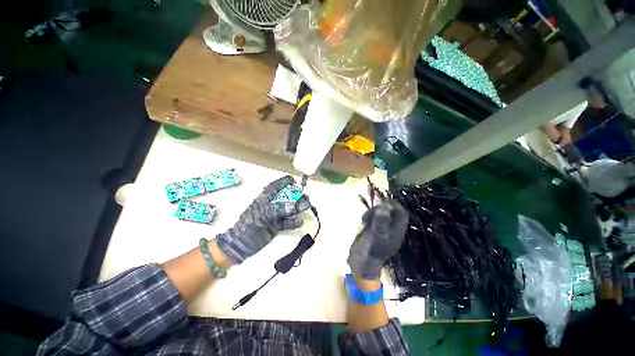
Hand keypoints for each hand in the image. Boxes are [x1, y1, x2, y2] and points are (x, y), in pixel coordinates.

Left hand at [216, 175, 309, 263]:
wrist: (241, 244)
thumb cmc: (249, 225)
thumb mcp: (262, 214)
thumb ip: (278, 209)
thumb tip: (293, 206)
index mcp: (264, 199)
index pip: (274, 187)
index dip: (283, 182)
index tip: (294, 180)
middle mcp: (270, 205)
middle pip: (285, 198)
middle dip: (296, 196)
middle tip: (306, 196)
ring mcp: (274, 216)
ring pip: (288, 209)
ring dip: (298, 207)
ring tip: (307, 206)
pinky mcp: (276, 227)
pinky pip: (287, 222)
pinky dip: (293, 222)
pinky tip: (300, 221)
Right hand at [348, 203, 408, 279]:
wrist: (362, 265)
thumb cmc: (370, 250)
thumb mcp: (375, 235)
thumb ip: (380, 221)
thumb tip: (384, 207)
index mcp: (397, 232)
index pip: (402, 215)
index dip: (395, 206)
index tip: (384, 202)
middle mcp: (392, 231)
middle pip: (391, 213)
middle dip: (381, 209)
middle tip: (371, 211)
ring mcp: (383, 231)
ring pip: (382, 216)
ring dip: (373, 213)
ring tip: (364, 218)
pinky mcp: (374, 232)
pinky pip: (375, 220)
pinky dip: (369, 217)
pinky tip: (363, 221)